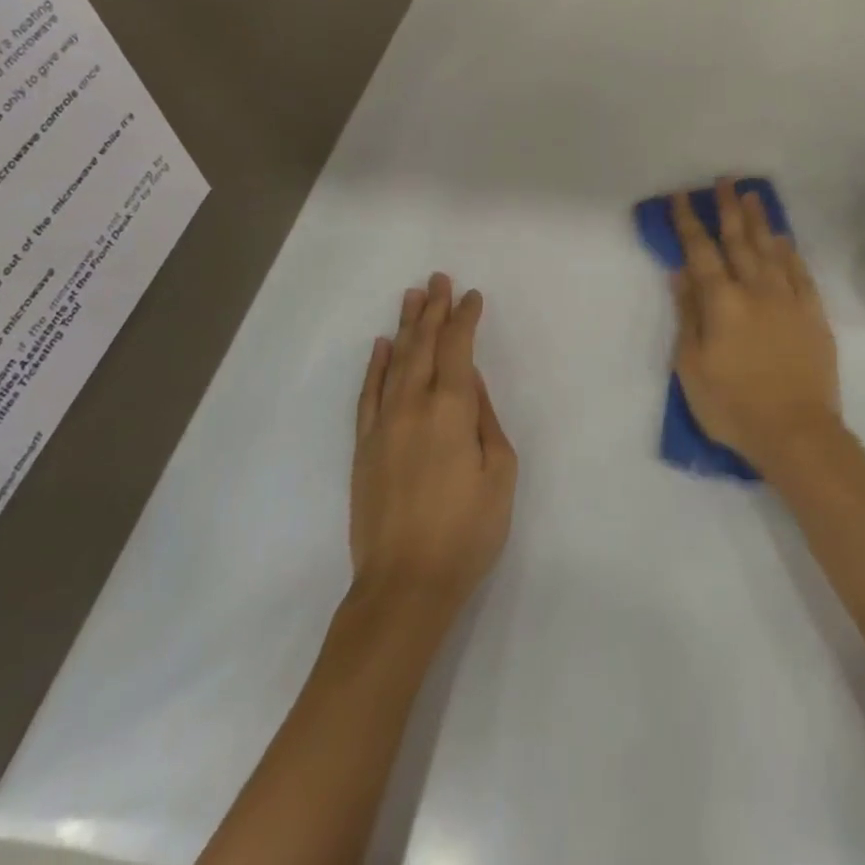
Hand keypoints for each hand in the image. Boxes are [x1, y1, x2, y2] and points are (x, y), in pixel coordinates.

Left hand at [350, 274, 516, 616]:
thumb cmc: (467, 531)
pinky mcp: (364, 448)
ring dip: (405, 327)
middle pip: (423, 346)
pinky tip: (381, 346)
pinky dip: (375, 366)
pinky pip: (368, 395)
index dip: (464, 318)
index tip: (472, 295)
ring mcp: (383, 426)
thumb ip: (485, 419)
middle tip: (437, 278)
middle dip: (432, 309)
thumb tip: (468, 382)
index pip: (457, 349)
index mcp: (451, 410)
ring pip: (395, 363)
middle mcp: (413, 406)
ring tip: (411, 296)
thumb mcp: (500, 473)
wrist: (404, 586)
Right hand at [670, 179, 841, 475]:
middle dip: (728, 209)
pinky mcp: (813, 314)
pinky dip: (790, 252)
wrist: (797, 433)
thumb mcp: (692, 367)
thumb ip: (688, 316)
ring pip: (771, 250)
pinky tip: (783, 240)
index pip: (700, 252)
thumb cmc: (733, 405)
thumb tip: (680, 274)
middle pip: (739, 240)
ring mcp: (789, 300)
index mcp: (722, 302)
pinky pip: (800, 273)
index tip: (681, 197)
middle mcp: (756, 290)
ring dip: (759, 221)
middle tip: (724, 181)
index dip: (689, 222)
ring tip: (752, 196)